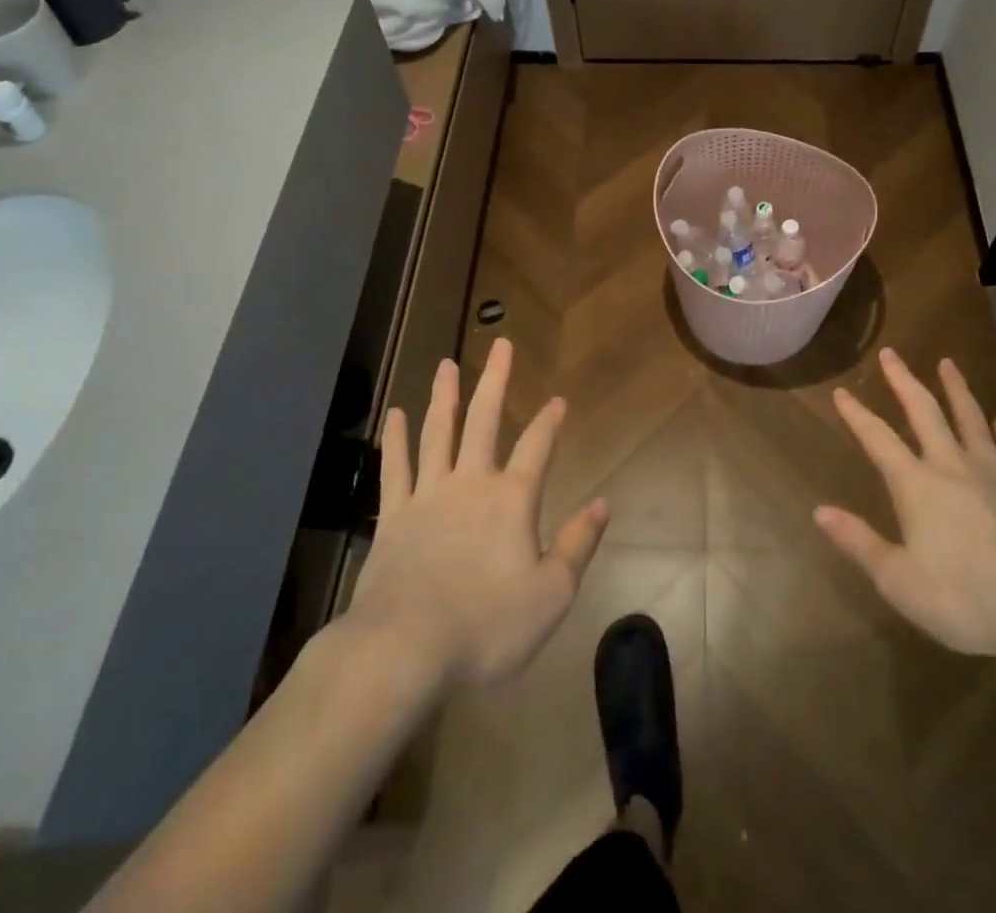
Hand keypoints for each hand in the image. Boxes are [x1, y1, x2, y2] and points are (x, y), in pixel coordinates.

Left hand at [337, 339, 609, 684]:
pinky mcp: (393, 517)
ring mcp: (427, 496)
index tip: (558, 399)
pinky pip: (395, 468)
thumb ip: (577, 544)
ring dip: (445, 396)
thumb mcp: (551, 595)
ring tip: (447, 365)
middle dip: (495, 380)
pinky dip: (395, 440)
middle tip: (500, 344)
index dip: (550, 421)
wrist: (403, 651)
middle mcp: (470, 484)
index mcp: (512, 500)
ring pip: (438, 433)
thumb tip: (603, 503)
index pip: (538, 447)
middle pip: (484, 421)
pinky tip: (395, 414)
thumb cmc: (486, 627)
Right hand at [815, 348, 995, 671]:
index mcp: (917, 486)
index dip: (857, 415)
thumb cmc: (969, 599)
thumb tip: (819, 510)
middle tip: (891, 353)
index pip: (878, 440)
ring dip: (956, 389)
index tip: (841, 391)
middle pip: (924, 412)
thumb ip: (859, 543)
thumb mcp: (901, 582)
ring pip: (970, 418)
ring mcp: (994, 473)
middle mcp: (952, 466)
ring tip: (948, 363)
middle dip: (903, 381)